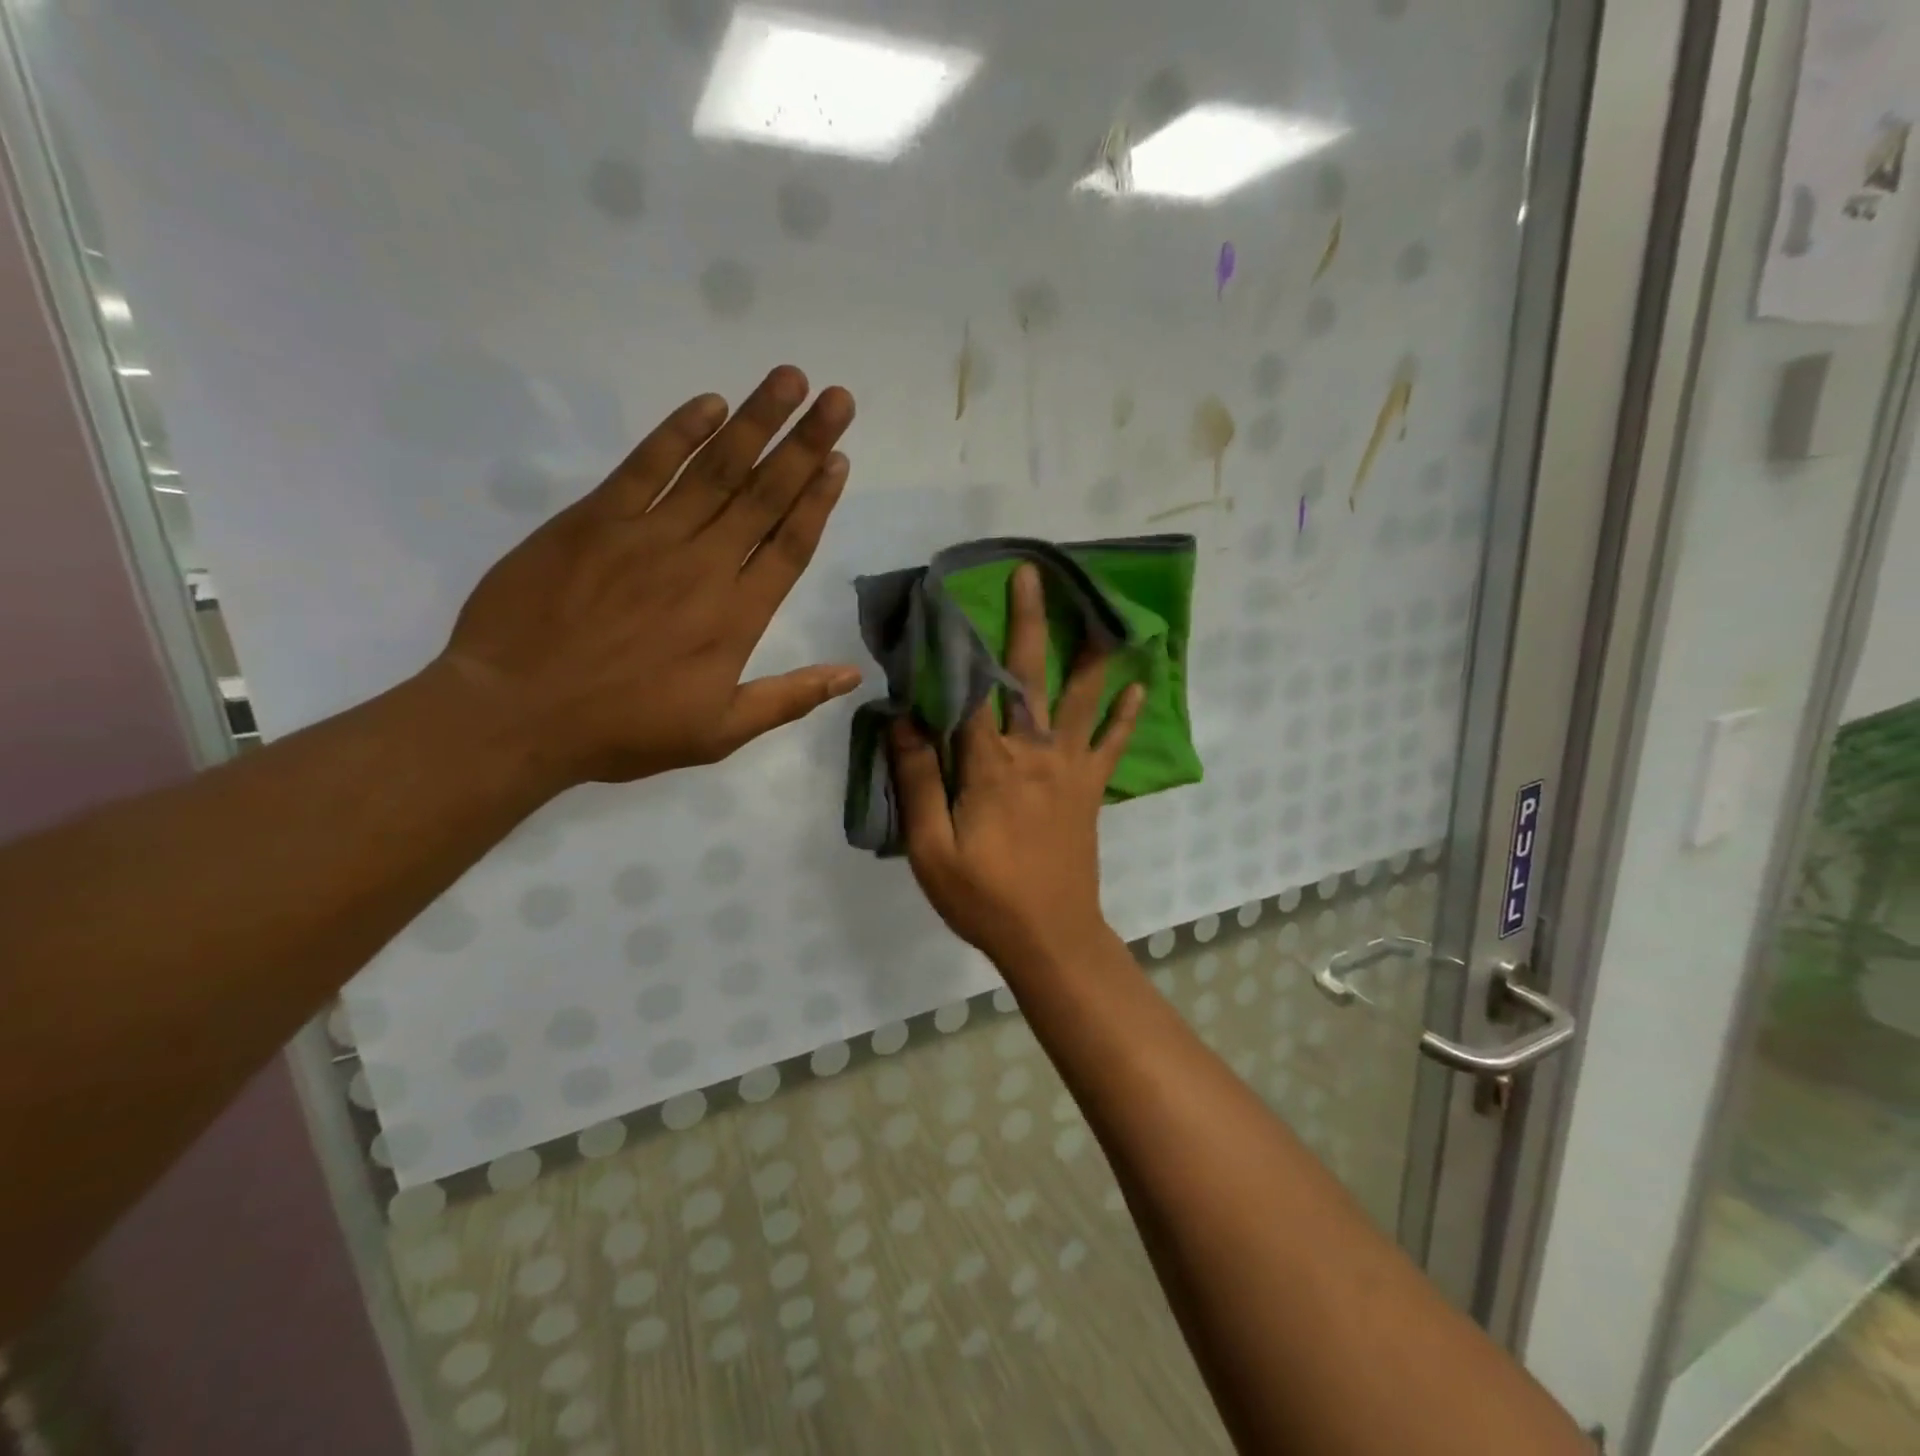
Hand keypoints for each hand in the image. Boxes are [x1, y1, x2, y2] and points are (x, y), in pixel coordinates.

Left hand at [436, 365, 861, 786]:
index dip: (818, 499)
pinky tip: (711, 404)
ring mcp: (648, 536)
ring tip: (789, 379)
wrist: (516, 713)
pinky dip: (678, 432)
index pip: (789, 545)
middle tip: (837, 397)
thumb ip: (789, 698)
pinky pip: (645, 465)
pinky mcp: (594, 520)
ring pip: (714, 469)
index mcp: (736, 617)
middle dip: (805, 443)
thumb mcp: (719, 733)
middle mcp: (703, 566)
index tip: (840, 457)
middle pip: (764, 495)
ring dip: (756, 422)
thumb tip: (852, 676)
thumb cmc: (623, 729)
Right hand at [891, 563, 1141, 972]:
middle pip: (1028, 676)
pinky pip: (1111, 744)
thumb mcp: (930, 849)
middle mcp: (1033, 752)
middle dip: (1028, 622)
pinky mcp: (1090, 789)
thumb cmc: (984, 897)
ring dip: (1089, 652)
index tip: (953, 596)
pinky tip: (1139, 687)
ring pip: (1079, 698)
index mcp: (989, 764)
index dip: (961, 641)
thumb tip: (903, 718)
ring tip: (1103, 612)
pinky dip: (1124, 715)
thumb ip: (917, 781)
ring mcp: (1069, 768)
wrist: (1050, 937)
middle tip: (1031, 574)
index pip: (971, 689)